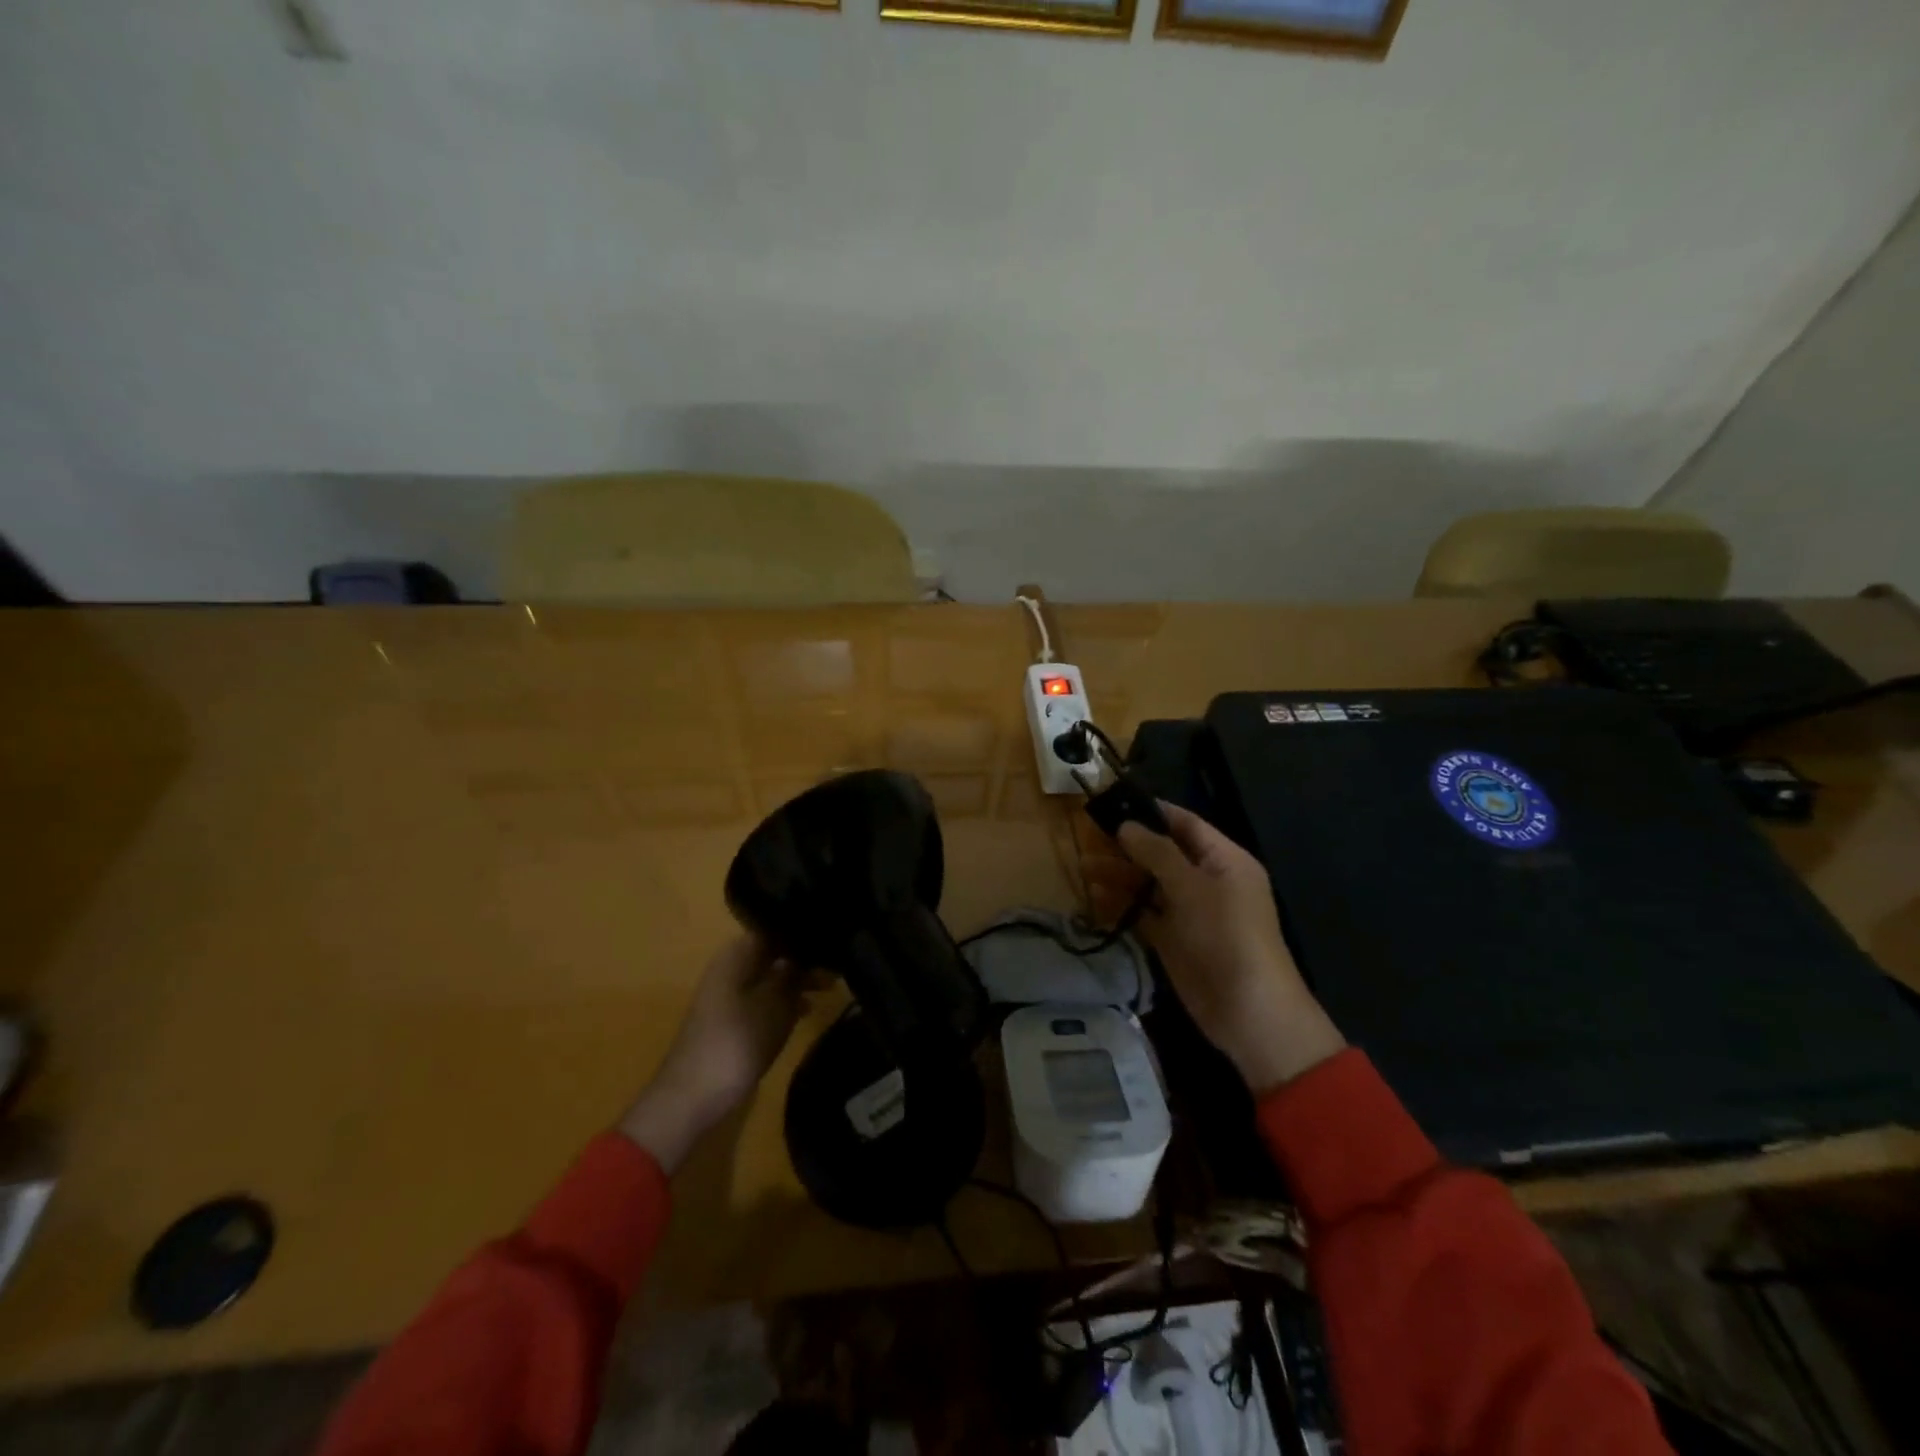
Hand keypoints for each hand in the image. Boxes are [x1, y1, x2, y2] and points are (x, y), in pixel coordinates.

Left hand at [619, 934, 811, 1170]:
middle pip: (773, 953)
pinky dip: (786, 1001)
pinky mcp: (732, 1022)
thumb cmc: (736, 1042)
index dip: (803, 932)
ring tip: (831, 984)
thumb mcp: (775, 1004)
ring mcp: (729, 996)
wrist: (693, 1098)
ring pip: (771, 977)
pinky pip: (765, 1000)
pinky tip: (809, 1009)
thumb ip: (793, 974)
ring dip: (797, 980)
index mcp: (735, 955)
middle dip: (804, 958)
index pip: (774, 929)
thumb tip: (808, 950)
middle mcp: (730, 968)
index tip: (833, 936)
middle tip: (838, 964)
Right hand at [1087, 803, 1344, 1094]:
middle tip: (1088, 834)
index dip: (1151, 811)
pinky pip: (1144, 914)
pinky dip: (1121, 905)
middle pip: (1163, 853)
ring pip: (1149, 884)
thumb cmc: (1226, 935)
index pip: (1185, 824)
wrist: (1247, 1011)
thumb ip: (1157, 853)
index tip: (1114, 801)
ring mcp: (1189, 912)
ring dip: (1119, 875)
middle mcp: (1207, 881)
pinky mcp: (1173, 940)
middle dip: (1128, 844)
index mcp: (1224, 860)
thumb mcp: (1193, 886)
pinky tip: (1094, 897)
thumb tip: (1127, 826)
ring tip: (1082, 866)